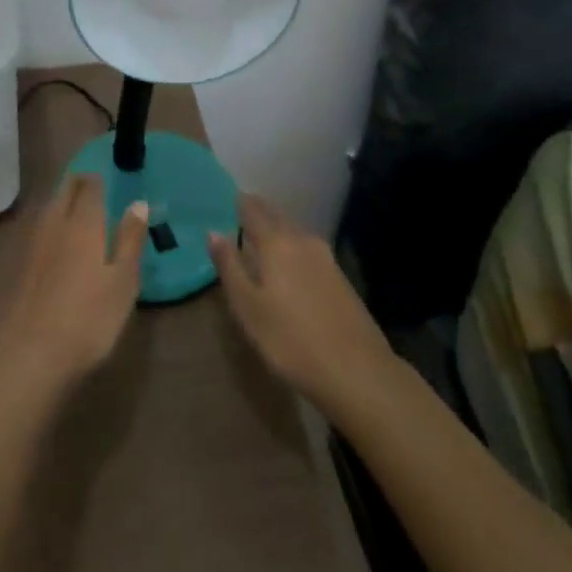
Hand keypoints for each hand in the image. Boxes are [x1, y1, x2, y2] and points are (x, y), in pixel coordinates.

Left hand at [0, 175, 147, 391]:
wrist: (29, 354)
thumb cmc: (88, 319)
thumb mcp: (123, 282)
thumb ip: (130, 240)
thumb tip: (139, 203)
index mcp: (83, 223)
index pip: (89, 187)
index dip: (97, 179)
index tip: (106, 178)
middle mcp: (55, 223)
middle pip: (64, 191)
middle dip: (77, 183)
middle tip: (92, 186)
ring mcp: (32, 243)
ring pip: (48, 208)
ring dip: (62, 201)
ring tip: (76, 207)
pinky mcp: (19, 264)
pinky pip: (38, 228)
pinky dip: (50, 223)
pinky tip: (56, 239)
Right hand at [208, 194, 396, 421]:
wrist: (358, 373)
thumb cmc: (291, 341)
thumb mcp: (248, 308)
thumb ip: (230, 267)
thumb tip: (213, 232)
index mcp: (276, 243)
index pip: (252, 210)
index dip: (238, 202)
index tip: (225, 198)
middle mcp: (302, 240)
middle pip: (276, 215)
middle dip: (257, 210)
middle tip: (239, 211)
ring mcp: (326, 258)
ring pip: (294, 230)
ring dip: (276, 226)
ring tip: (260, 233)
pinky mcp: (340, 277)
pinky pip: (308, 247)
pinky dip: (292, 244)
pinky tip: (289, 260)